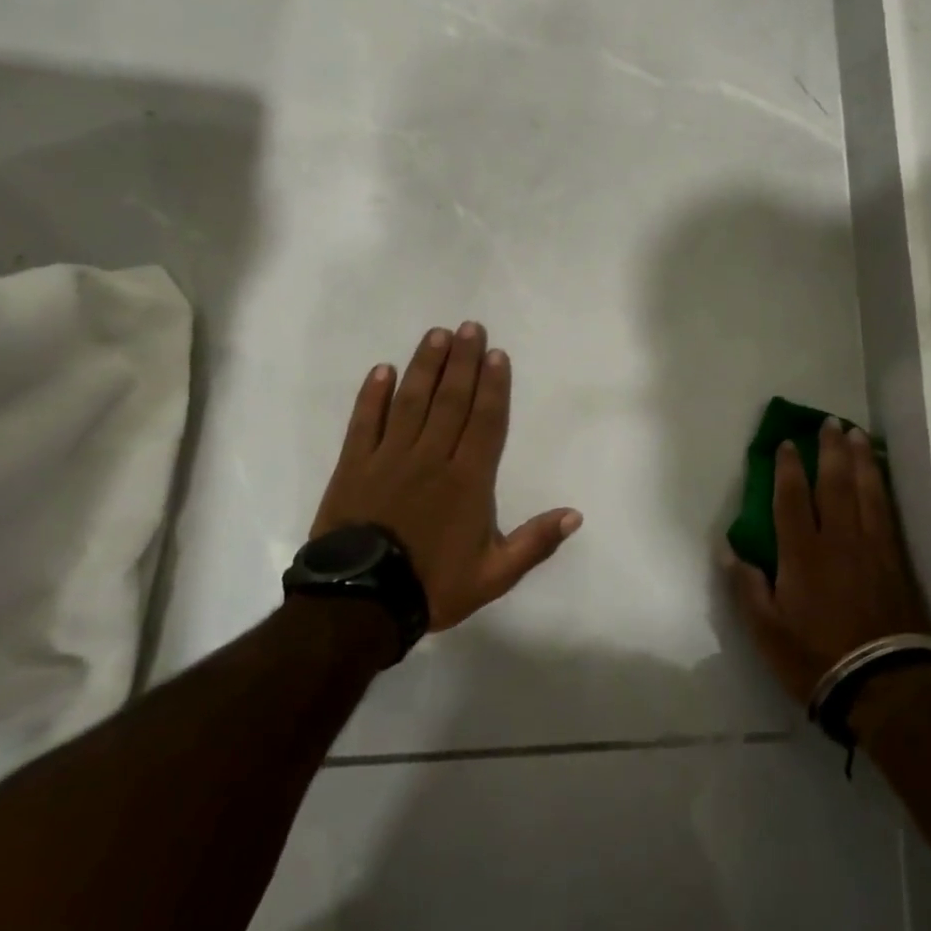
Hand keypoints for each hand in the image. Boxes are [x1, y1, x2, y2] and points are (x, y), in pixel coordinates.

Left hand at [310, 322, 581, 631]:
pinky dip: (373, 395)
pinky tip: (383, 369)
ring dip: (425, 366)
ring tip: (436, 335)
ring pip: (412, 401)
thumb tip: (575, 514)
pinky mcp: (354, 465)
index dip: (493, 386)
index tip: (496, 354)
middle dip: (462, 361)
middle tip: (470, 327)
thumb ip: (535, 543)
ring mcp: (390, 458)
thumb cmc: (432, 585)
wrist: (360, 604)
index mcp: (468, 480)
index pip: (485, 422)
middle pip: (451, 400)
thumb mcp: (494, 575)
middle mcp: (432, 458)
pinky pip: (365, 422)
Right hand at [722, 419, 930, 706]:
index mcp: (802, 553)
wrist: (884, 683)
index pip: (792, 498)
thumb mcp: (766, 631)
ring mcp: (872, 546)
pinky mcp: (896, 560)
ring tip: (856, 434)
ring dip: (860, 458)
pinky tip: (879, 474)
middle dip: (829, 450)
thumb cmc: (816, 657)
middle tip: (829, 422)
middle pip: (834, 483)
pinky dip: (882, 485)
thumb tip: (728, 548)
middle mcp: (838, 539)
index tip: (787, 443)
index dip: (788, 468)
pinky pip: (886, 510)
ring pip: (865, 490)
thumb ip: (746, 586)